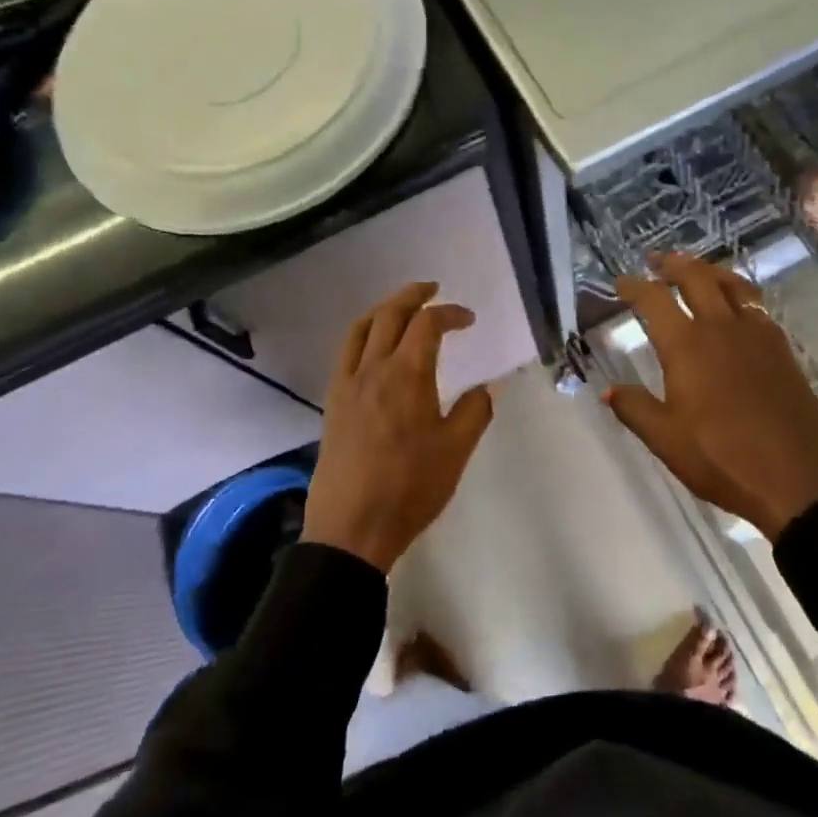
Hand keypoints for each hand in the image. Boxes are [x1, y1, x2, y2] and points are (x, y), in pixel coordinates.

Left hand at [302, 282, 494, 571]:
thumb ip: (474, 412)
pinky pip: (345, 352)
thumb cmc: (410, 488)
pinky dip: (362, 334)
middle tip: (432, 289)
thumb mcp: (455, 451)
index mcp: (408, 375)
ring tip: (401, 308)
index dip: (450, 313)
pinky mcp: (333, 402)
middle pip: (390, 314)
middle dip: (413, 295)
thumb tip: (484, 389)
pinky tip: (372, 347)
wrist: (351, 526)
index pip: (428, 324)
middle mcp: (374, 369)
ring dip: (384, 309)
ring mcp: (348, 384)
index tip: (469, 319)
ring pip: (361, 328)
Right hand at [605, 253, 817, 540]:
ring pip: (733, 285)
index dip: (635, 286)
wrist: (797, 480)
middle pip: (697, 277)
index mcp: (687, 347)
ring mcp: (757, 336)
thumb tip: (608, 391)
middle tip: (656, 261)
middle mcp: (721, 329)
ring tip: (697, 271)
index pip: (654, 300)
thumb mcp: (666, 440)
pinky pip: (757, 306)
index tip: (621, 282)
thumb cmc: (722, 459)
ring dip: (709, 271)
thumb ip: (634, 409)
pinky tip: (736, 308)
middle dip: (673, 264)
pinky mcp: (782, 350)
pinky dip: (739, 293)